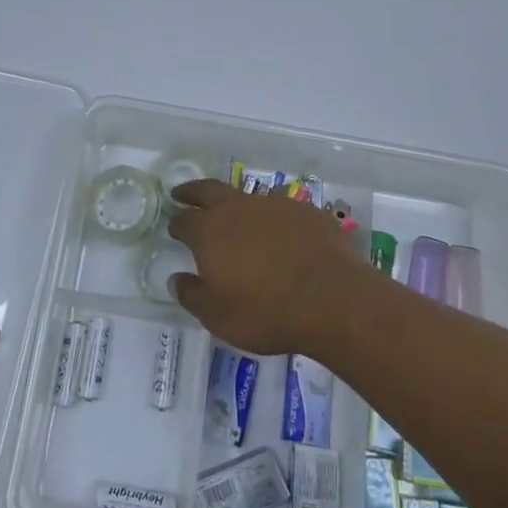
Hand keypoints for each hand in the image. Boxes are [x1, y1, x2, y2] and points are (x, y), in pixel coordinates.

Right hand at [166, 180, 367, 356]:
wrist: (333, 299)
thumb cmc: (266, 312)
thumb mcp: (218, 317)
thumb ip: (193, 295)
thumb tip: (177, 279)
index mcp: (210, 232)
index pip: (185, 221)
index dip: (177, 224)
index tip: (174, 227)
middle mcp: (238, 209)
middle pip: (209, 190)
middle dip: (193, 192)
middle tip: (183, 193)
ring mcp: (275, 205)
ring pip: (247, 197)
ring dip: (236, 205)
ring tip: (237, 218)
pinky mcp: (306, 212)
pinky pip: (282, 209)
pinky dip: (273, 219)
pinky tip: (280, 234)